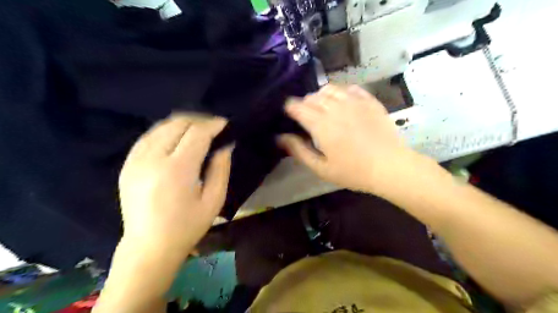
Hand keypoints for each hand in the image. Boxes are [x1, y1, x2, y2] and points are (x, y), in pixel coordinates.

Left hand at [119, 114, 232, 255]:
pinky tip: (176, 138)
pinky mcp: (128, 165)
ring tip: (198, 130)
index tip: (225, 124)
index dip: (213, 125)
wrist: (149, 247)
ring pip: (161, 126)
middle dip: (199, 120)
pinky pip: (148, 137)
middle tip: (213, 127)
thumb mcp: (214, 200)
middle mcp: (153, 159)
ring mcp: (136, 160)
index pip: (197, 133)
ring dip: (182, 123)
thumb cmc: (187, 227)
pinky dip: (165, 132)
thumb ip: (221, 169)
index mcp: (177, 170)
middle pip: (178, 124)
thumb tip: (225, 145)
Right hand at [279, 84, 418, 193]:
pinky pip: (350, 88)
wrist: (390, 167)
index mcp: (320, 124)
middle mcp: (335, 107)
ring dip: (321, 96)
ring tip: (323, 108)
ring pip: (329, 89)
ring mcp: (354, 101)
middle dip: (305, 104)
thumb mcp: (321, 168)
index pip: (297, 106)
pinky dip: (341, 92)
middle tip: (307, 117)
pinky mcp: (369, 100)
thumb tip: (280, 138)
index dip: (290, 108)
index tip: (290, 114)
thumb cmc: (353, 171)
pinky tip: (343, 102)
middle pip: (312, 97)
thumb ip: (299, 151)